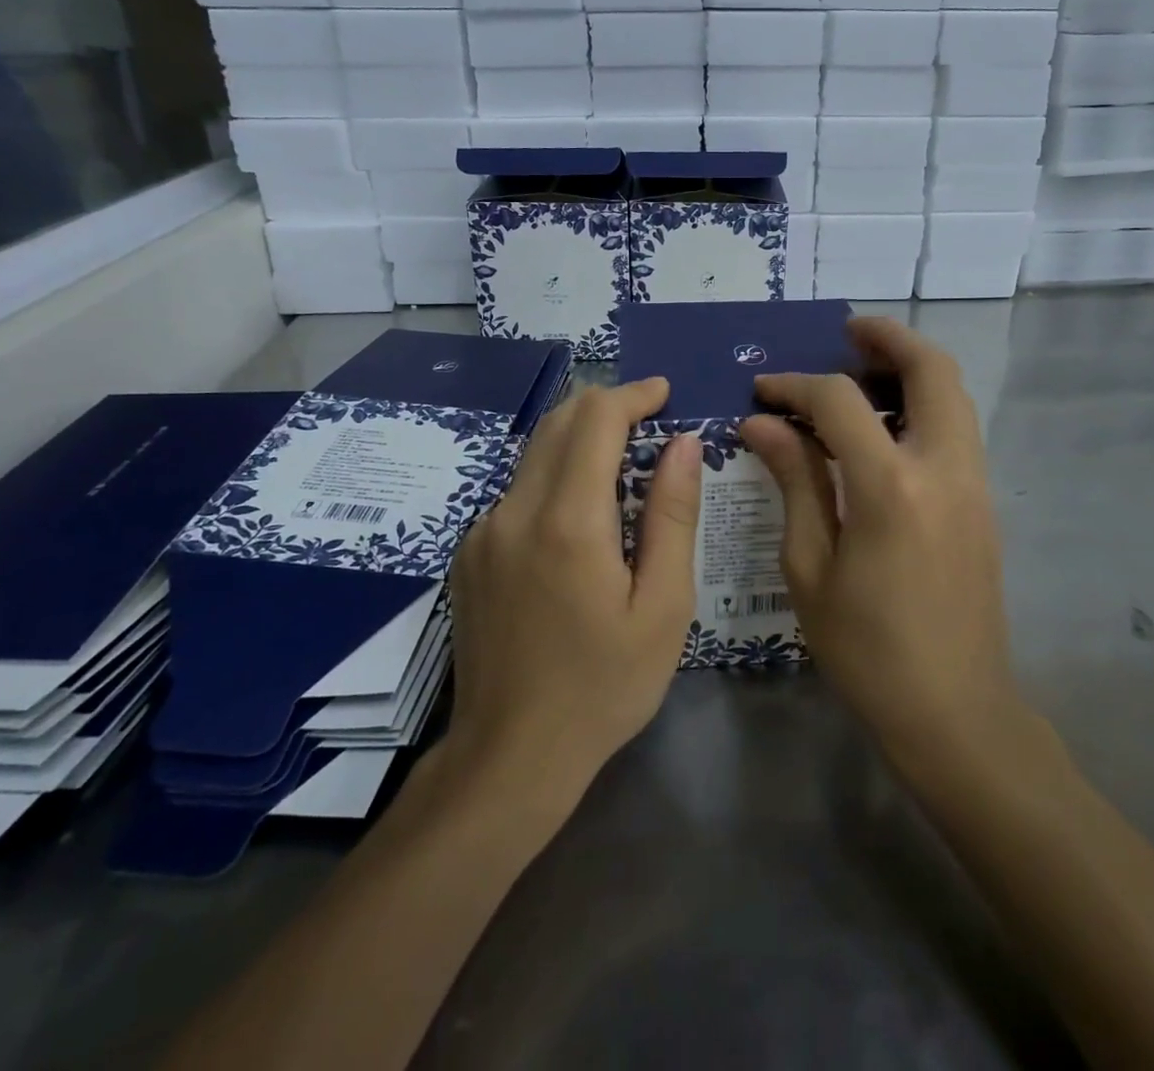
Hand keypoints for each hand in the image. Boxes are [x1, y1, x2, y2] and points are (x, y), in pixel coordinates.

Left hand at [445, 379, 700, 808]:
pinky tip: (581, 518)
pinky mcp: (469, 552)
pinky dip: (554, 477)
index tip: (664, 395)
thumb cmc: (603, 686)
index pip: (595, 418)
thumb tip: (684, 444)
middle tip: (650, 421)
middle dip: (606, 407)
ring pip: (534, 452)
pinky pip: (517, 490)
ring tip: (624, 465)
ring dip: (579, 440)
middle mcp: (514, 511)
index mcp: (568, 521)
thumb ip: (673, 515)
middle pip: (559, 421)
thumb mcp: (663, 607)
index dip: (633, 395)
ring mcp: (482, 531)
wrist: (509, 757)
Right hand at [738, 317, 1016, 766]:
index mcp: (892, 489)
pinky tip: (882, 427)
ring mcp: (974, 484)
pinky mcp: (983, 502)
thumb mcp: (810, 567)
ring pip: (954, 394)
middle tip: (844, 333)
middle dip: (887, 338)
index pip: (841, 402)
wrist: (955, 711)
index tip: (762, 392)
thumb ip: (794, 481)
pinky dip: (923, 404)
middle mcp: (944, 470)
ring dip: (911, 368)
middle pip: (932, 370)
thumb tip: (761, 424)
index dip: (795, 385)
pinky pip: (956, 427)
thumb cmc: (866, 650)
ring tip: (861, 372)